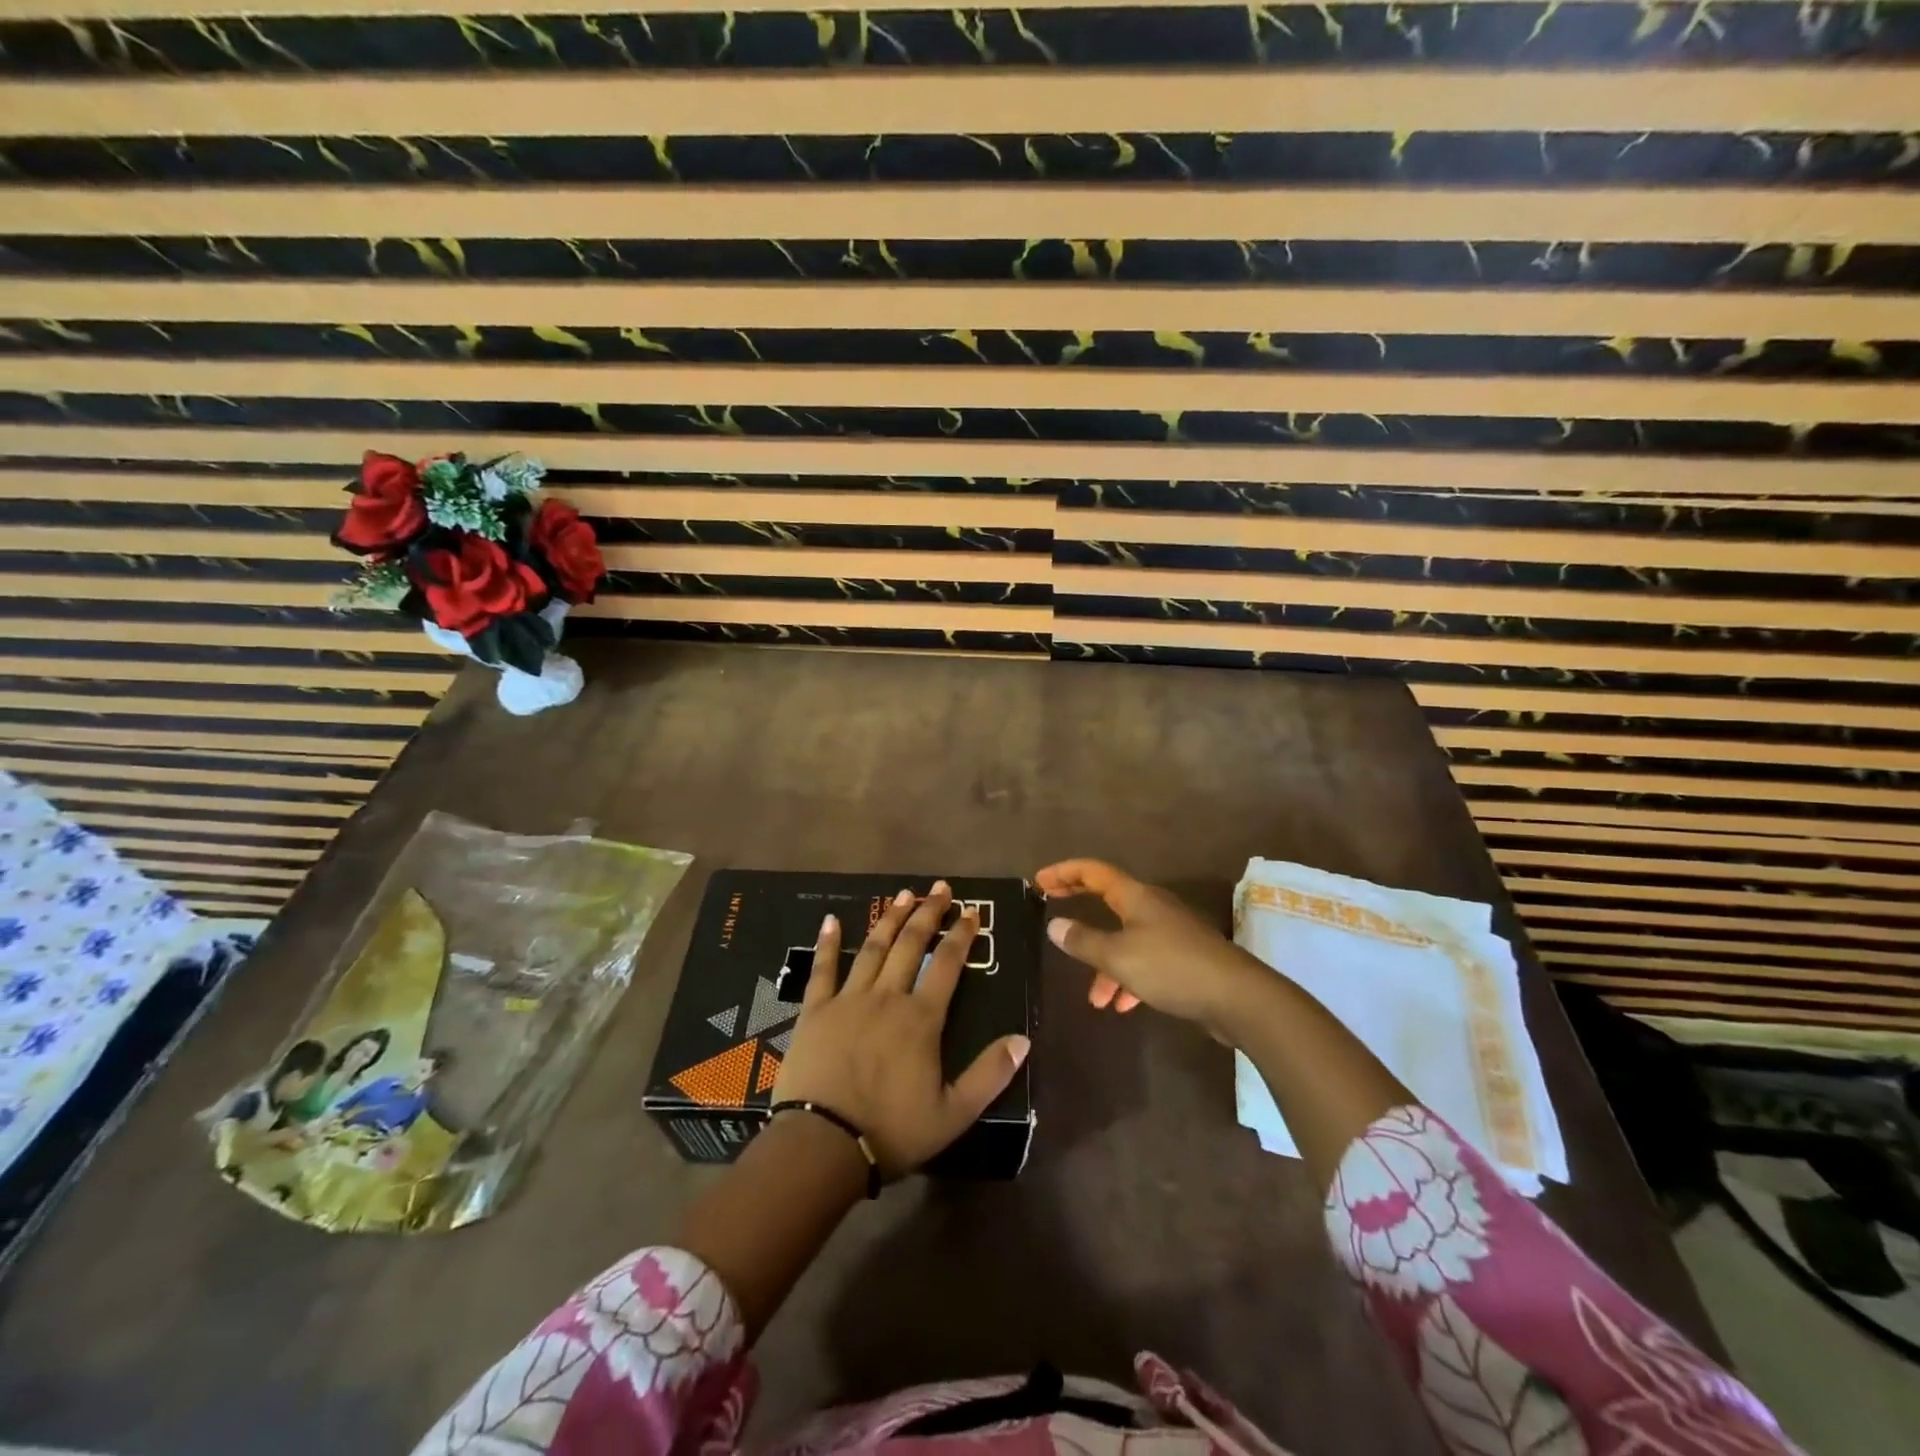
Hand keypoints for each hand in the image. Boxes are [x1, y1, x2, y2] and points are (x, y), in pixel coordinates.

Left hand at [771, 881, 1030, 1177]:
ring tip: (902, 895)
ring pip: (873, 949)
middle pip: (911, 945)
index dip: (961, 935)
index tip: (971, 912)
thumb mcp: (953, 1114)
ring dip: (889, 919)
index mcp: (921, 1019)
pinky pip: (822, 969)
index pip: (948, 965)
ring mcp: (848, 1000)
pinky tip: (830, 920)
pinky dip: (827, 943)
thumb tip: (1024, 1039)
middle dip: (928, 914)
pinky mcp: (815, 1011)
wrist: (822, 1144)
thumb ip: (989, 1074)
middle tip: (939, 888)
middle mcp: (887, 997)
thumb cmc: (891, 1131)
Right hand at [1036, 859, 1267, 1034]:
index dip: (1064, 872)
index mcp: (1135, 896)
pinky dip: (1128, 979)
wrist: (1237, 997)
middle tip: (1051, 912)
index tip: (1039, 881)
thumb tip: (1054, 925)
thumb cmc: (1172, 968)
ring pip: (1125, 938)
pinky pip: (1144, 961)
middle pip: (1107, 899)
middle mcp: (1152, 907)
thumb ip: (1084, 941)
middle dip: (1079, 907)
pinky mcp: (1182, 957)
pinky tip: (1124, 1006)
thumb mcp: (1119, 957)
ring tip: (1095, 998)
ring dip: (1105, 963)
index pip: (1093, 871)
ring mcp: (1169, 932)